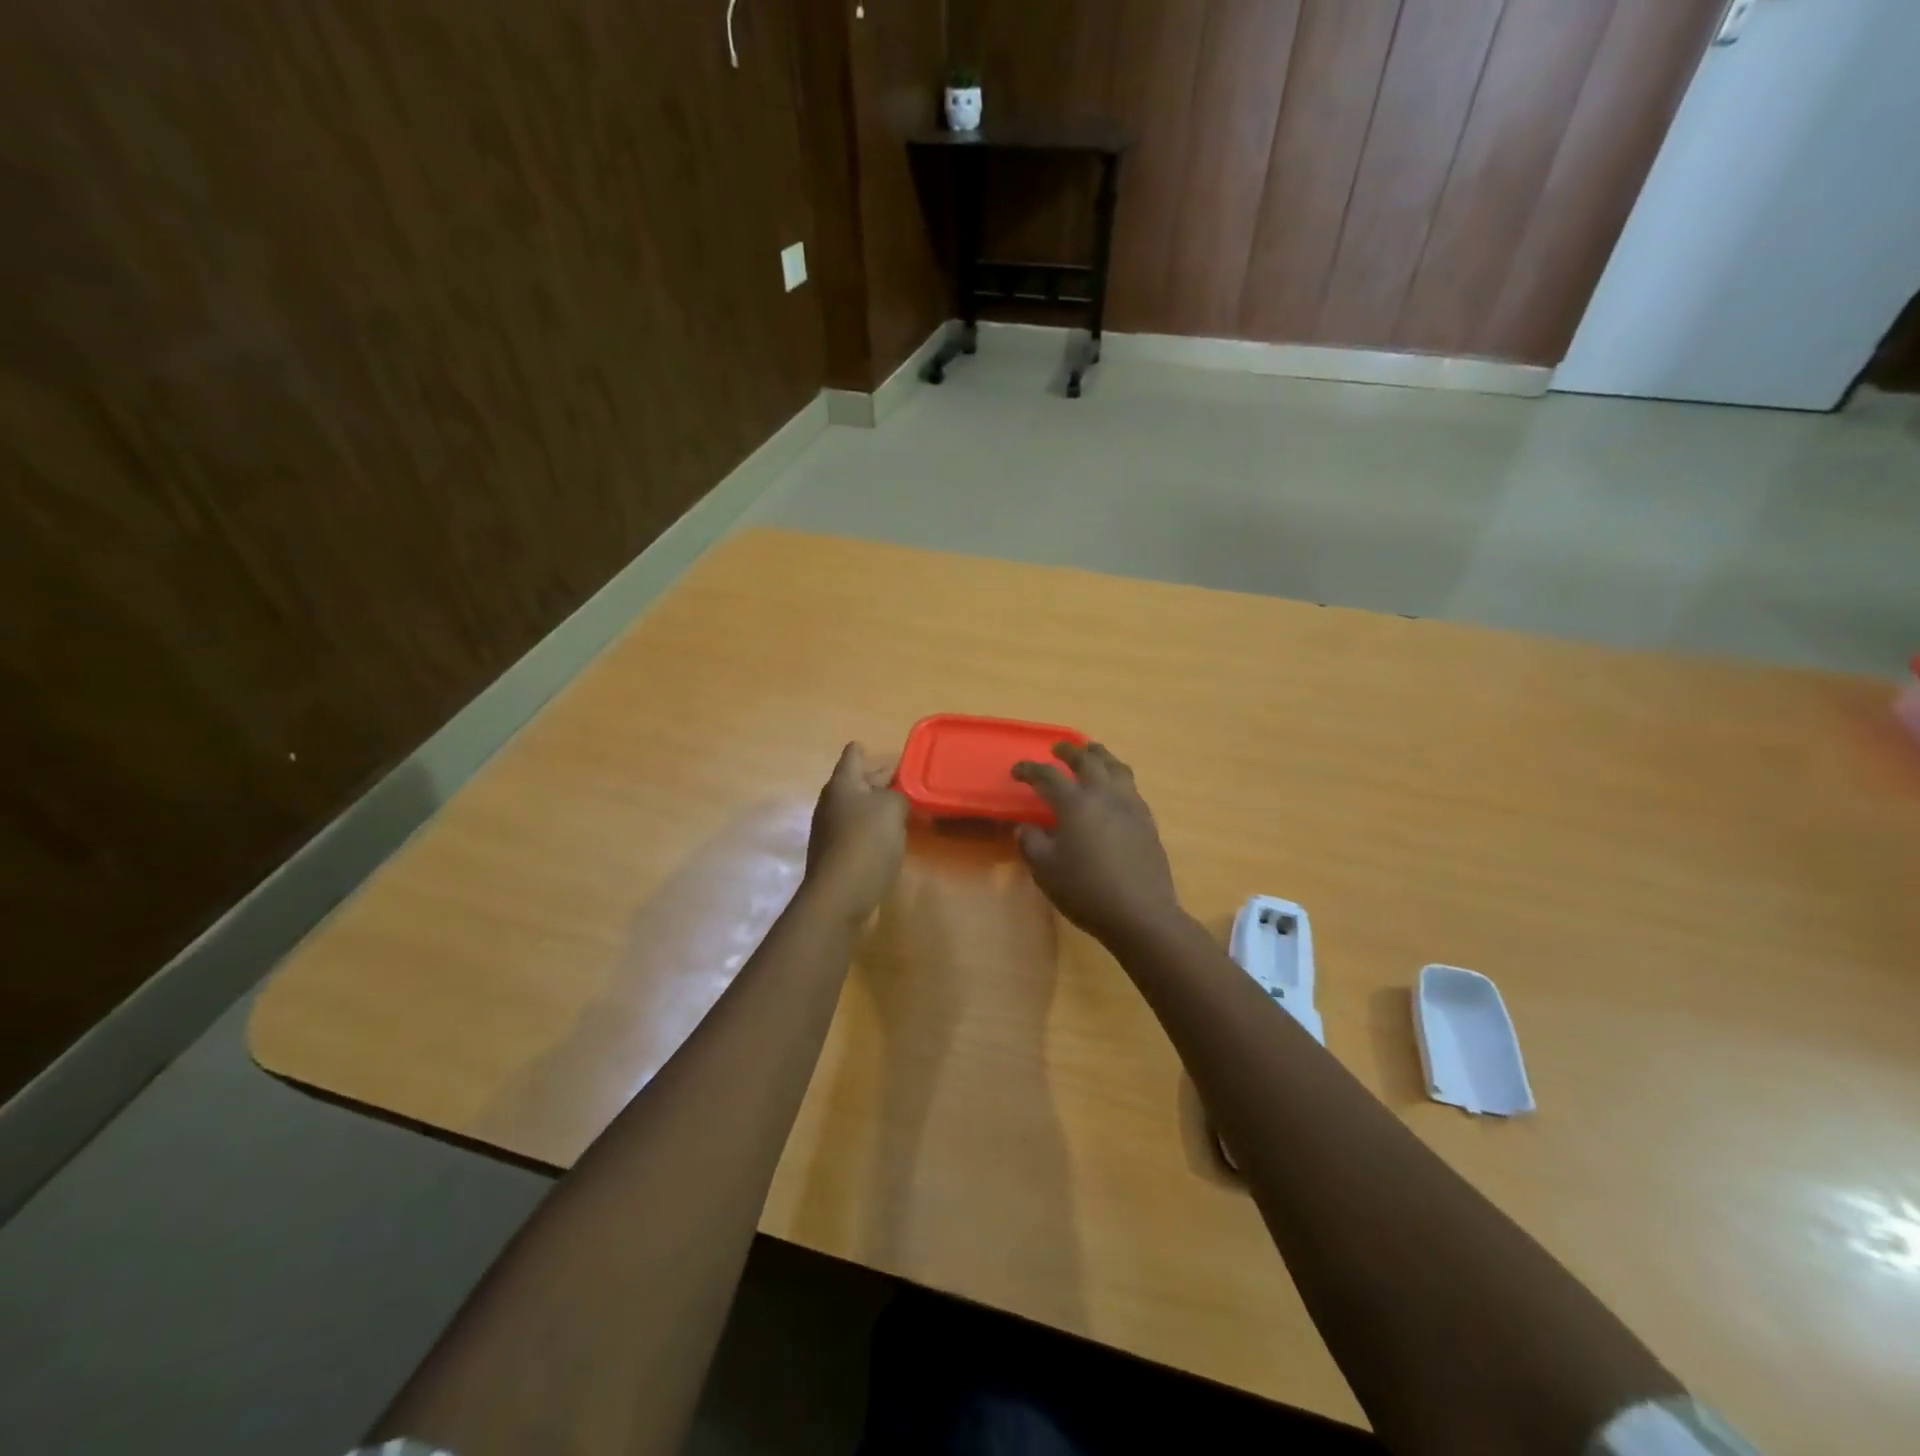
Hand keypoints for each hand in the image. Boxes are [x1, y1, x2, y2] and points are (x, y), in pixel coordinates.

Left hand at [803, 743, 908, 922]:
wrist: (840, 896)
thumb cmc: (866, 842)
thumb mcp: (892, 808)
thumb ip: (898, 795)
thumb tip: (894, 799)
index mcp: (842, 784)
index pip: (853, 755)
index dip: (865, 750)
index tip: (879, 749)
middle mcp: (832, 803)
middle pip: (855, 782)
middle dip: (877, 779)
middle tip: (904, 778)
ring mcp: (831, 831)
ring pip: (858, 808)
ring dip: (877, 806)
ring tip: (904, 807)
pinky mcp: (838, 855)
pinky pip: (858, 832)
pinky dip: (874, 829)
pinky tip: (892, 837)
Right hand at [1012, 742, 1183, 943]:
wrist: (1140, 913)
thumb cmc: (1086, 891)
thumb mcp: (1045, 870)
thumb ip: (1031, 843)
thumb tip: (1025, 826)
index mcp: (1075, 803)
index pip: (1047, 776)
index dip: (1030, 770)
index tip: (1017, 771)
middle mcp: (1103, 795)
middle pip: (1087, 760)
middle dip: (1070, 751)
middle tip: (1058, 748)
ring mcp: (1130, 805)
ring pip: (1115, 767)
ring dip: (1100, 755)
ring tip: (1092, 753)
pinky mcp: (1146, 820)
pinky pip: (1130, 786)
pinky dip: (1117, 777)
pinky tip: (1115, 788)